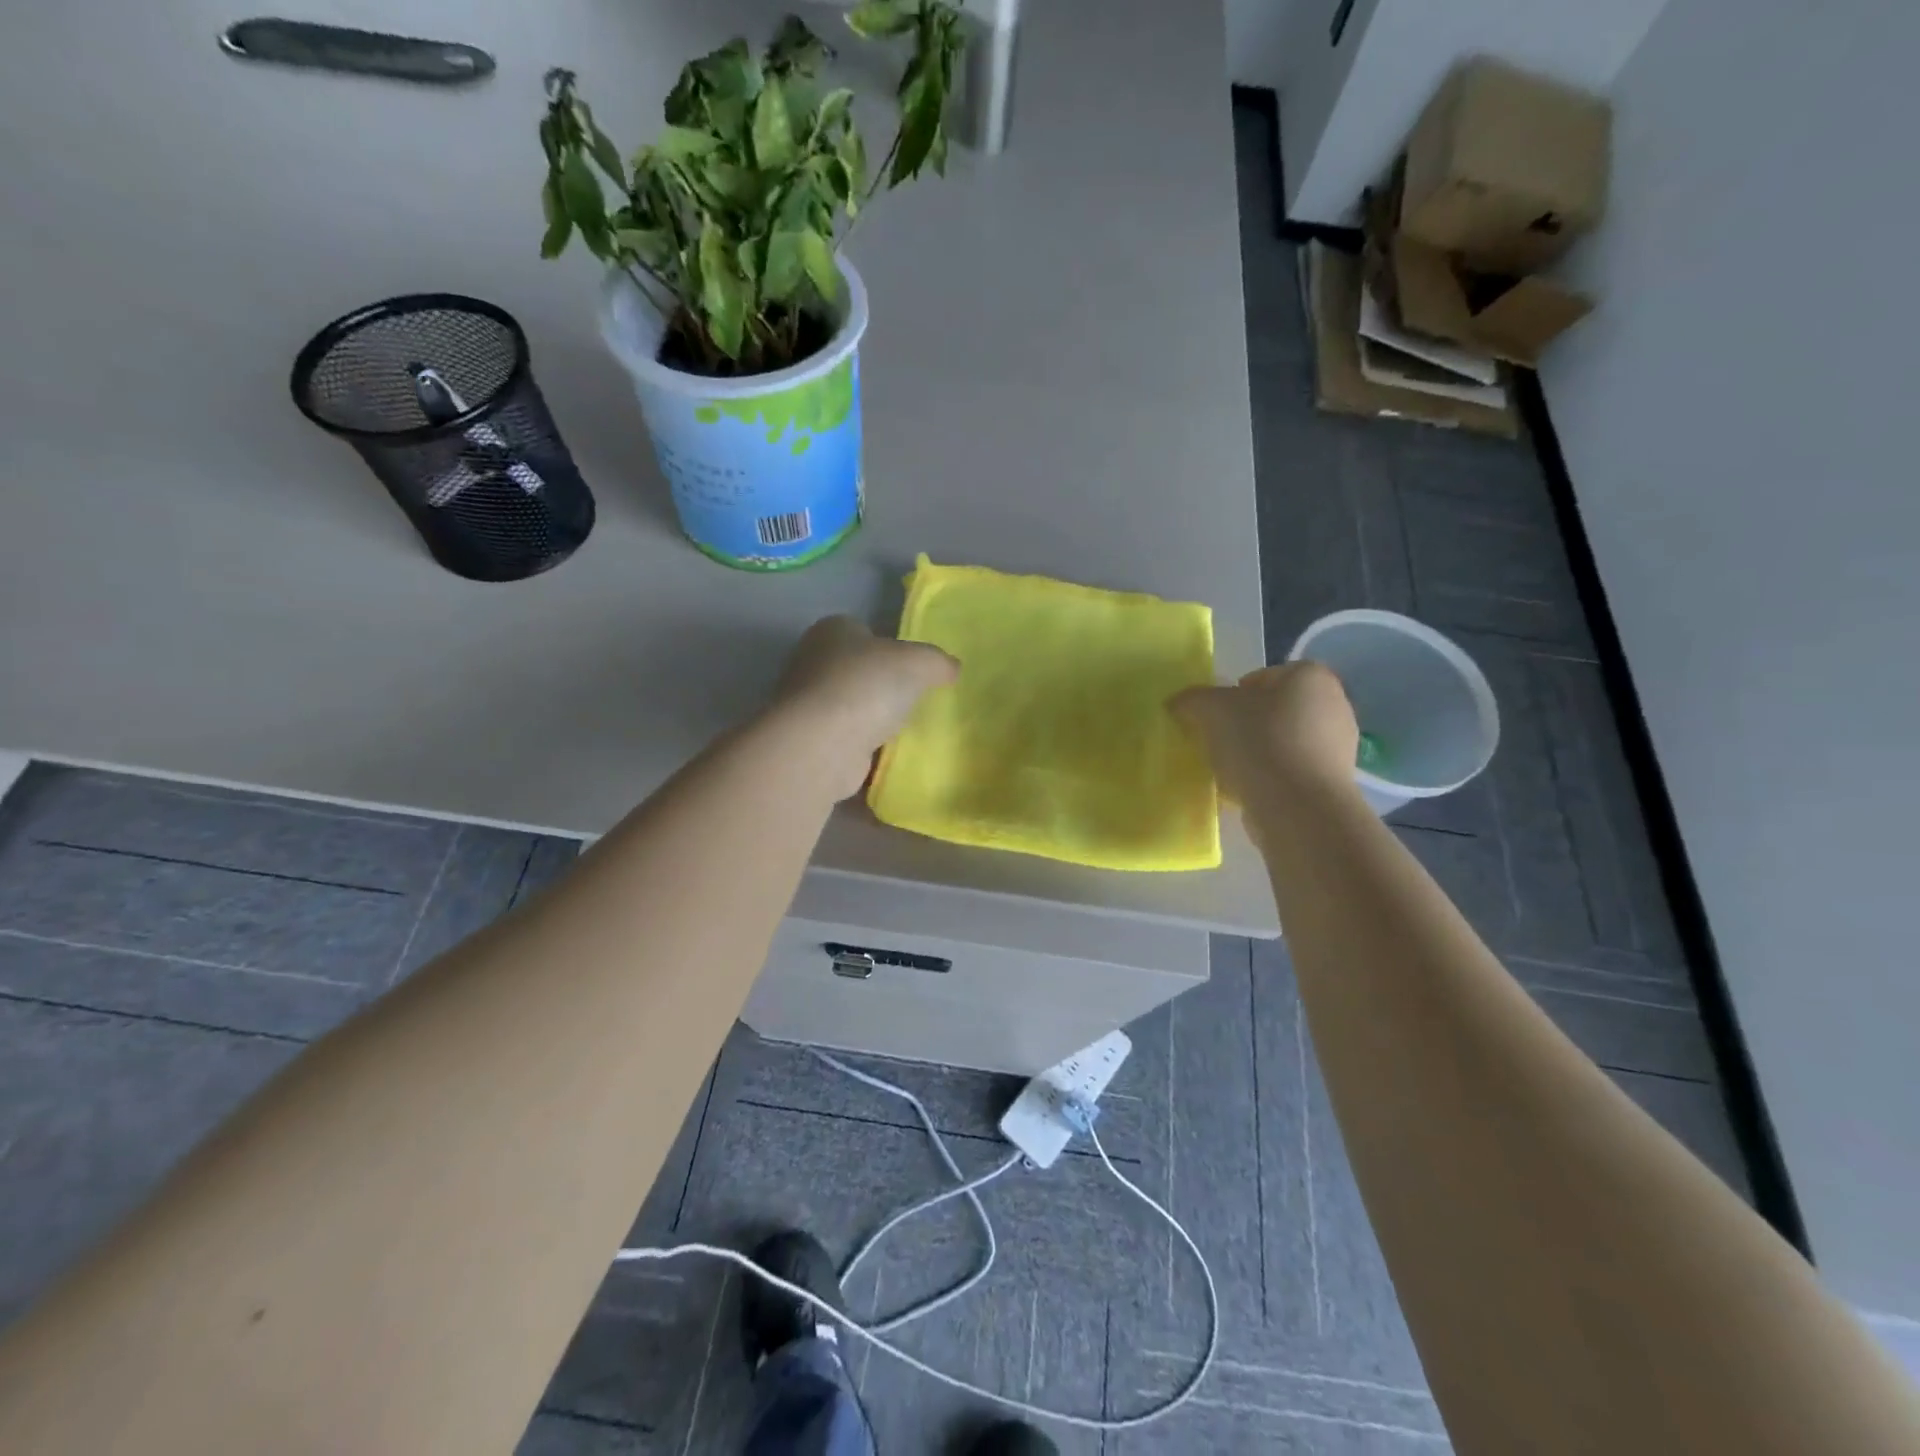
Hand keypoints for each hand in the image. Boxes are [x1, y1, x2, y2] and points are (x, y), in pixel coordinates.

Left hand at [771, 616, 958, 798]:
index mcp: (833, 630)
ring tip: (907, 730)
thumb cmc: (867, 686)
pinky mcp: (810, 740)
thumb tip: (952, 668)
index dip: (890, 646)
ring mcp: (808, 704)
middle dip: (882, 684)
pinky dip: (864, 747)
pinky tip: (888, 756)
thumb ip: (939, 662)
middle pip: (857, 670)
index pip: (864, 630)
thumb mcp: (919, 662)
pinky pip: (846, 739)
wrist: (822, 744)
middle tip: (916, 700)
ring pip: (851, 706)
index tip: (914, 668)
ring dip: (873, 718)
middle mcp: (812, 661)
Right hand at [1171, 661, 1359, 807]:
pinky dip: (1271, 777)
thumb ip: (1193, 699)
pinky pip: (1292, 771)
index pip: (1263, 677)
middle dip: (1247, 723)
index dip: (1234, 695)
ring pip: (1283, 741)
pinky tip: (1249, 790)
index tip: (1216, 717)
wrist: (1298, 807)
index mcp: (1310, 677)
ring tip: (1231, 770)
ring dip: (1258, 752)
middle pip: (1274, 709)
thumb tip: (1179, 703)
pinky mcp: (1334, 782)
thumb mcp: (1211, 710)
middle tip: (1219, 741)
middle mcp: (1334, 704)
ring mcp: (1340, 746)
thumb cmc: (1259, 742)